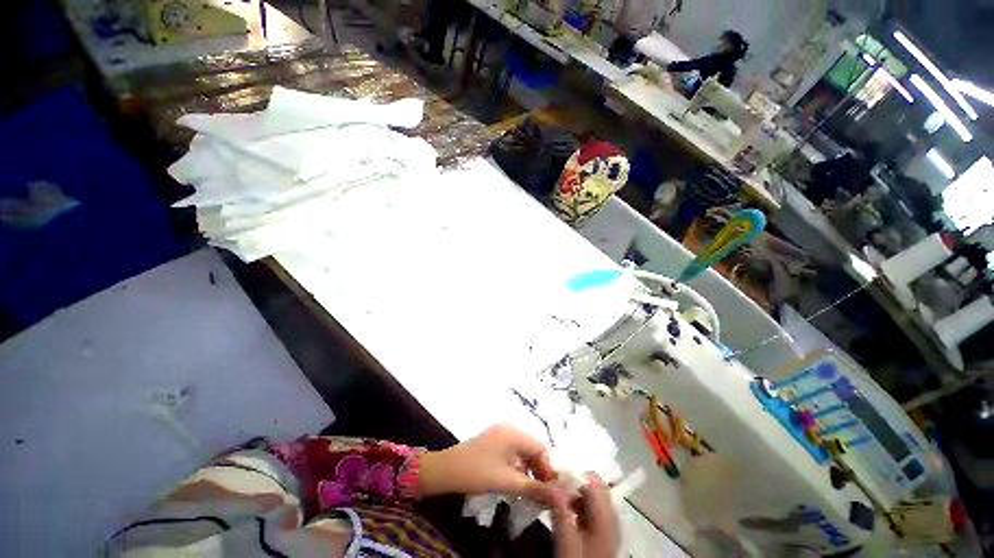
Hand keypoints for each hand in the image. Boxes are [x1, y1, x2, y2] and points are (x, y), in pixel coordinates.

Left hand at [419, 424, 557, 504]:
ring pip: (522, 451)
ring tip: (530, 490)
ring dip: (528, 469)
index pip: (541, 447)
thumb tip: (561, 498)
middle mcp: (509, 429)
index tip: (550, 490)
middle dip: (539, 469)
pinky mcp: (493, 441)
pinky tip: (516, 482)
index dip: (548, 468)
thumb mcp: (507, 482)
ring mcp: (500, 434)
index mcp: (514, 433)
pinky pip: (512, 452)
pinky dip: (517, 466)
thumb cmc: (477, 473)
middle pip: (532, 447)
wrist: (446, 470)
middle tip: (541, 492)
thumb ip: (535, 488)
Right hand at [551, 473, 619, 557]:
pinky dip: (581, 504)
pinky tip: (567, 512)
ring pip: (595, 496)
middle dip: (576, 481)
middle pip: (596, 486)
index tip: (554, 477)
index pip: (593, 481)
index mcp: (605, 516)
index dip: (574, 474)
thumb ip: (561, 512)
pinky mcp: (605, 532)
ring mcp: (610, 524)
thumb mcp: (567, 543)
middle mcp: (612, 516)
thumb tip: (552, 485)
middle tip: (555, 486)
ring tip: (558, 498)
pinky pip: (594, 508)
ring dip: (577, 492)